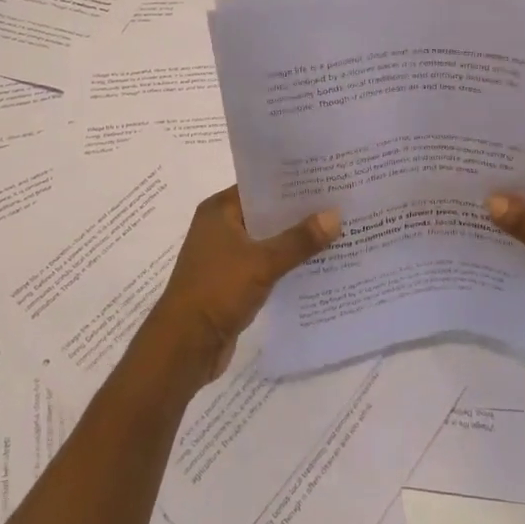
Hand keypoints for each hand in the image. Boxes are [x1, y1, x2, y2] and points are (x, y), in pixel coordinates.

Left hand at [138, 187, 340, 388]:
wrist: (185, 345)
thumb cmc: (217, 291)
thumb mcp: (262, 262)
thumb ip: (299, 240)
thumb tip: (335, 215)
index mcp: (219, 211)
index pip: (260, 186)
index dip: (292, 182)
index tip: (326, 177)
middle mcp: (221, 227)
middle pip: (266, 213)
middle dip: (299, 212)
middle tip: (340, 203)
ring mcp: (226, 256)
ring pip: (268, 240)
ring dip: (295, 240)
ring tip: (337, 231)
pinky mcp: (233, 282)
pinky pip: (266, 264)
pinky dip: (286, 263)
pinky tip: (318, 264)